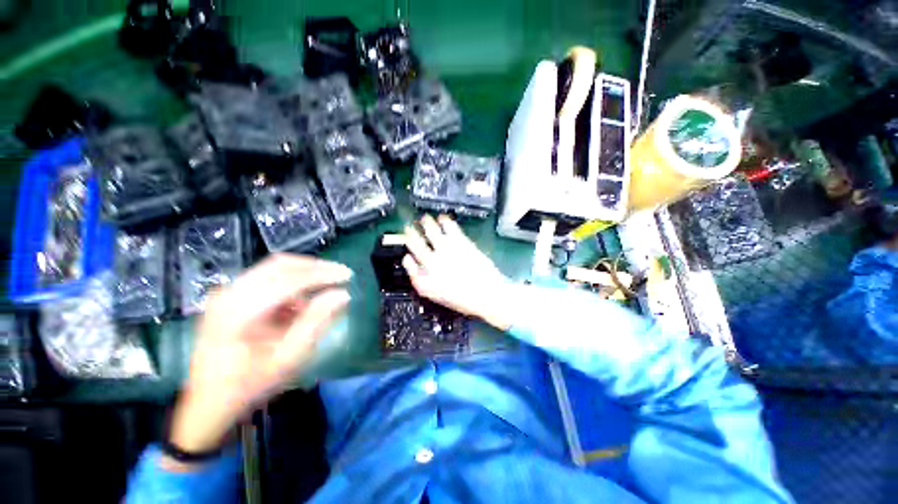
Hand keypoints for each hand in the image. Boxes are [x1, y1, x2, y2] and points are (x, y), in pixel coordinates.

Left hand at [168, 254, 351, 458]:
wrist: (209, 403)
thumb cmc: (249, 385)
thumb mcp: (289, 358)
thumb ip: (316, 322)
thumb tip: (342, 294)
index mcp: (238, 312)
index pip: (288, 280)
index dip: (322, 274)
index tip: (348, 275)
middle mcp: (228, 294)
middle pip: (280, 265)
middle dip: (315, 267)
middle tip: (339, 274)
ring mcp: (226, 293)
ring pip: (274, 269)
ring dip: (303, 276)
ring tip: (323, 292)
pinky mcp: (229, 297)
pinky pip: (267, 279)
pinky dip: (290, 285)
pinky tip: (299, 305)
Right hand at [402, 215, 514, 330]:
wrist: (487, 294)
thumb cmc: (463, 298)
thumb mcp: (436, 295)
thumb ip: (420, 280)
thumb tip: (410, 262)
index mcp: (425, 277)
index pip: (409, 261)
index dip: (406, 252)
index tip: (407, 249)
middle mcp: (432, 261)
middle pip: (416, 242)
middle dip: (410, 233)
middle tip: (409, 227)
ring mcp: (446, 249)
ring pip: (431, 230)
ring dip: (426, 223)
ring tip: (425, 218)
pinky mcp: (460, 242)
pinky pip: (449, 226)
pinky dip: (444, 220)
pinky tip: (443, 218)